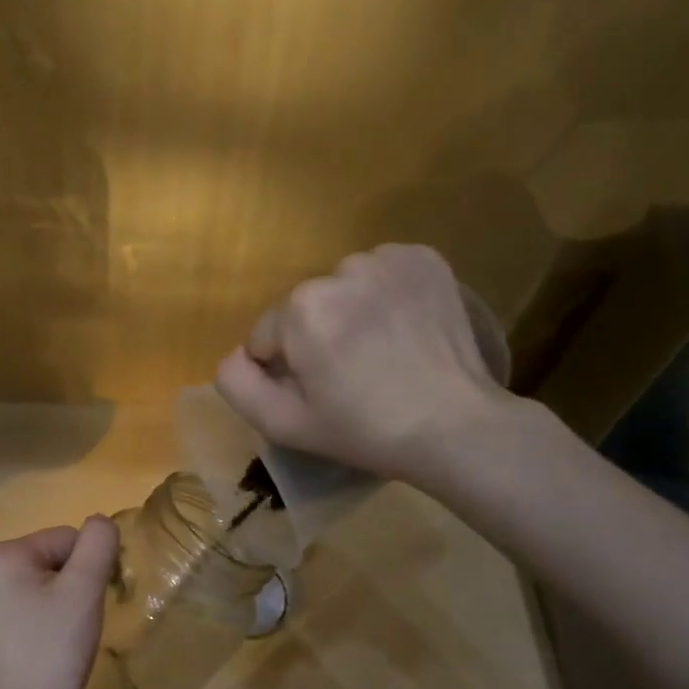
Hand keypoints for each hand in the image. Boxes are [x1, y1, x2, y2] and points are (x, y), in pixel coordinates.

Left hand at [0, 517, 119, 688]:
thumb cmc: (52, 652)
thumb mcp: (85, 591)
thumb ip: (98, 543)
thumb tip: (99, 522)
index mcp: (2, 553)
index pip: (66, 540)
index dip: (88, 570)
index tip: (89, 606)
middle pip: (46, 561)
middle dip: (67, 586)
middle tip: (74, 626)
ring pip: (30, 587)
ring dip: (50, 605)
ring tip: (55, 641)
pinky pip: (13, 612)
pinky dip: (30, 624)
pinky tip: (35, 652)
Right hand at [215, 243, 512, 484]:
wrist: (453, 426)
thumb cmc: (364, 430)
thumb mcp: (285, 424)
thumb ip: (238, 384)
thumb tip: (234, 355)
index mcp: (301, 308)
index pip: (267, 335)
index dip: (286, 369)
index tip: (321, 393)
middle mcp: (340, 269)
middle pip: (306, 308)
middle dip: (318, 337)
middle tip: (352, 376)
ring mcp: (388, 260)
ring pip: (344, 287)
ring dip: (351, 312)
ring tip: (382, 352)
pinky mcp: (425, 258)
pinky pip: (382, 272)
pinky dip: (386, 294)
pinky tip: (404, 328)